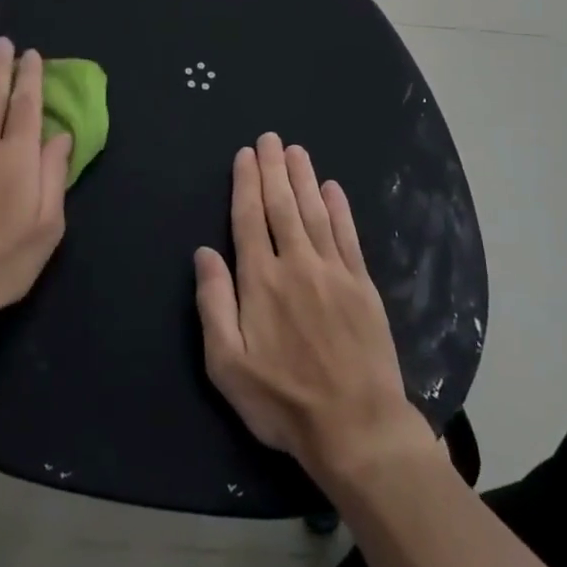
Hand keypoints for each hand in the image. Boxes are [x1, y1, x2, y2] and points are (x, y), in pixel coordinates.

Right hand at [194, 134, 432, 489]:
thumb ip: (213, 303)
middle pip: (282, 205)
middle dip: (274, 169)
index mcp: (260, 281)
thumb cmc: (282, 401)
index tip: (246, 154)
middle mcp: (296, 264)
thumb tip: (204, 252)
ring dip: (304, 178)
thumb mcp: (227, 364)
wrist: (356, 428)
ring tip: (296, 151)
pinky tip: (333, 188)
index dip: (246, 182)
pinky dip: (340, 209)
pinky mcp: (362, 285)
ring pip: (315, 212)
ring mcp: (334, 272)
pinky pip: (348, 236)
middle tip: (271, 138)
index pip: (249, 218)